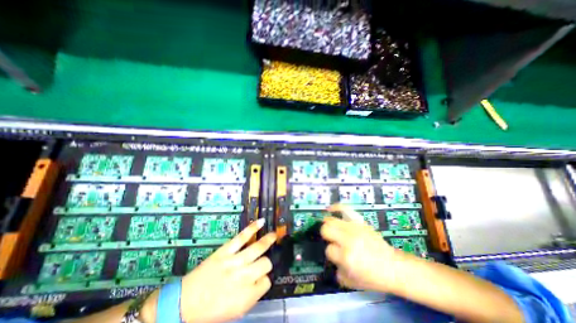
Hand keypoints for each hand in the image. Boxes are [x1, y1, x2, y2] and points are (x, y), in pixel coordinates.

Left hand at [181, 219, 277, 321]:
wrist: (183, 303)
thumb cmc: (210, 312)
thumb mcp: (235, 311)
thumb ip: (252, 295)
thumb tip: (262, 279)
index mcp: (246, 297)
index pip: (266, 282)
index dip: (264, 280)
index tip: (259, 279)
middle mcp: (243, 277)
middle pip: (266, 263)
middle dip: (266, 263)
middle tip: (262, 263)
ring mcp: (234, 261)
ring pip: (258, 248)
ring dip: (268, 240)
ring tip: (274, 235)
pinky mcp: (226, 251)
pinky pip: (242, 237)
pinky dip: (253, 228)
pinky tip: (261, 222)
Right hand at [322, 205, 398, 292]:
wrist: (393, 266)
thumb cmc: (372, 277)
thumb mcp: (351, 281)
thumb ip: (336, 270)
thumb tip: (329, 258)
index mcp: (346, 256)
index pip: (328, 249)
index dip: (332, 253)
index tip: (337, 255)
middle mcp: (348, 239)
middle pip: (326, 229)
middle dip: (327, 236)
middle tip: (332, 240)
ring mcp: (354, 228)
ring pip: (331, 220)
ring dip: (329, 225)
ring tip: (331, 228)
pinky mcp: (360, 221)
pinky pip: (345, 209)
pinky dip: (336, 208)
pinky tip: (330, 209)